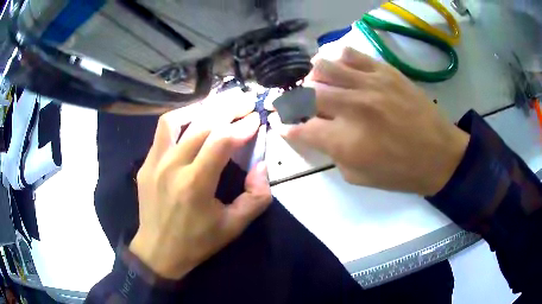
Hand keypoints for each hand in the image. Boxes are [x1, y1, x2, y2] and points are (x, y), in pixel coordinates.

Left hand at [130, 90, 271, 278]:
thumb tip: (261, 166)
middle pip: (202, 124)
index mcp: (195, 184)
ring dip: (201, 107)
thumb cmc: (197, 242)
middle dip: (228, 108)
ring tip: (219, 102)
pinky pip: (163, 131)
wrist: (157, 251)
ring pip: (177, 119)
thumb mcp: (233, 227)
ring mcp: (155, 162)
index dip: (242, 126)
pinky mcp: (146, 163)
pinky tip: (193, 118)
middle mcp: (172, 166)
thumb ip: (255, 197)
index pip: (222, 141)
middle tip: (244, 101)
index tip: (256, 118)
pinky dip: (180, 118)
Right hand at [271, 47, 468, 195]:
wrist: (440, 155)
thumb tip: (316, 134)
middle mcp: (352, 108)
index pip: (301, 129)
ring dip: (313, 76)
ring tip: (318, 83)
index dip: (286, 128)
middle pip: (307, 94)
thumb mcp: (359, 177)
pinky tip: (340, 69)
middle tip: (299, 106)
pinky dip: (338, 60)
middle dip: (295, 101)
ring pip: (324, 66)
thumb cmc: (400, 172)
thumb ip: (332, 155)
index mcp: (345, 142)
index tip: (282, 126)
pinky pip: (351, 55)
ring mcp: (369, 85)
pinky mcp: (385, 71)